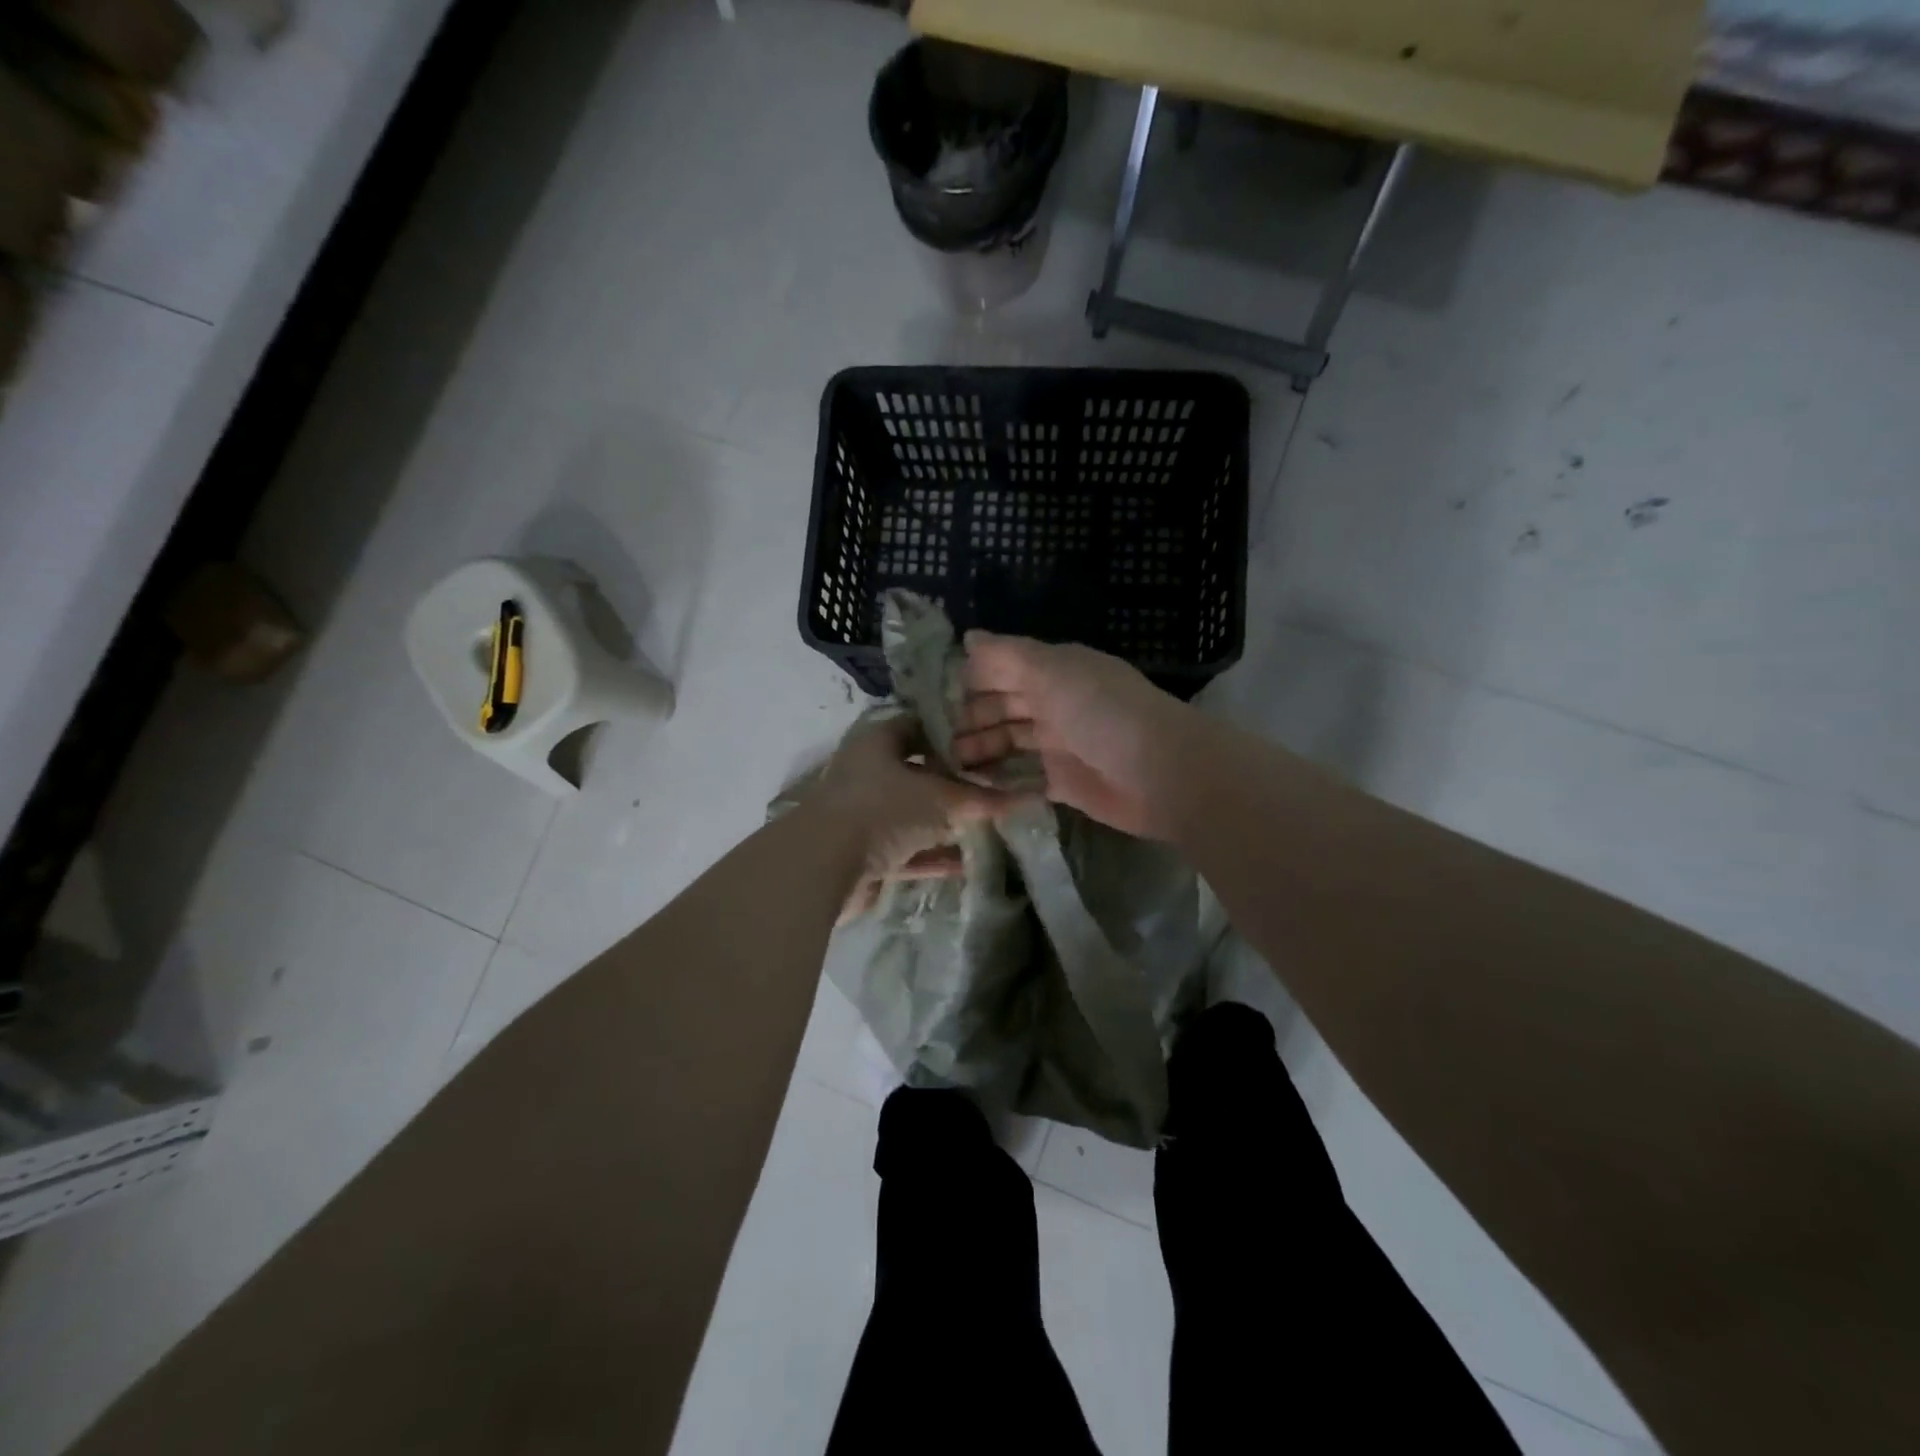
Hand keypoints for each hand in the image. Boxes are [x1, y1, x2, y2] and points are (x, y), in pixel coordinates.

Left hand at [808, 713, 1012, 921]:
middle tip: (993, 787)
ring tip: (985, 826)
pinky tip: (964, 864)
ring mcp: (862, 814)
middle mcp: (867, 772)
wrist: (823, 865)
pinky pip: (905, 850)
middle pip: (917, 772)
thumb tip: (1025, 797)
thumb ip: (980, 799)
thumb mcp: (940, 799)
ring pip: (911, 813)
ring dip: (943, 823)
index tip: (988, 744)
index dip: (953, 733)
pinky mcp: (861, 852)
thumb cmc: (883, 809)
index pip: (920, 725)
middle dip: (953, 782)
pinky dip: (931, 856)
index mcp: (878, 741)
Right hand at [952, 632, 1195, 839]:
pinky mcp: (1063, 782)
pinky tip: (969, 786)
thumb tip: (968, 636)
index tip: (928, 695)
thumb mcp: (1054, 671)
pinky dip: (999, 780)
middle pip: (1001, 708)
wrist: (1163, 774)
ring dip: (978, 751)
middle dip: (968, 719)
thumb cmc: (1105, 713)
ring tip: (943, 764)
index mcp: (1054, 671)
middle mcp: (1055, 704)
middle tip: (928, 737)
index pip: (1002, 669)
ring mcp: (1059, 745)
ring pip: (1009, 743)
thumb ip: (1008, 655)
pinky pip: (1022, 778)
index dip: (967, 679)